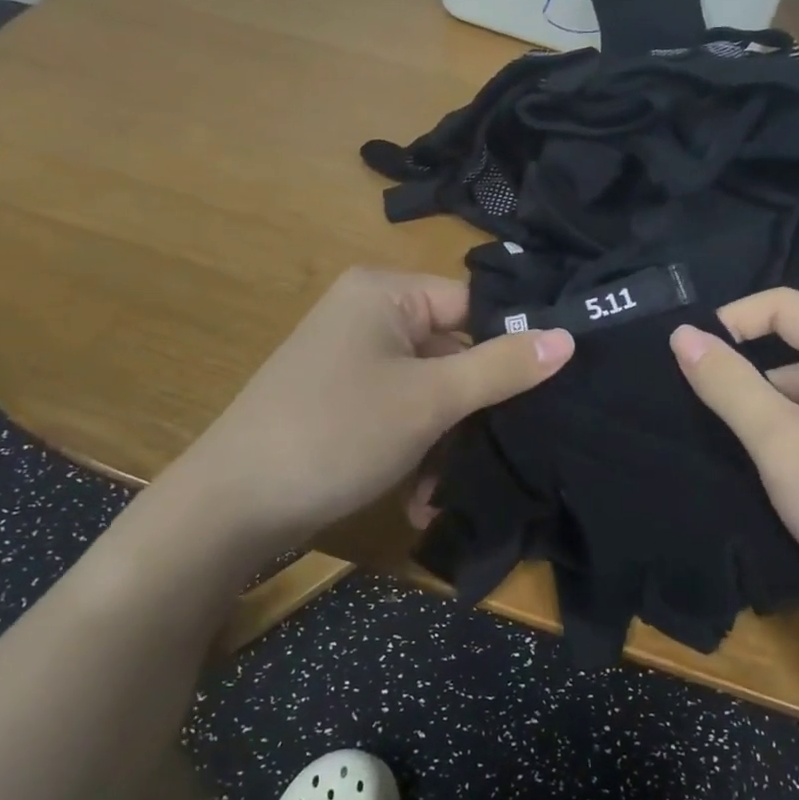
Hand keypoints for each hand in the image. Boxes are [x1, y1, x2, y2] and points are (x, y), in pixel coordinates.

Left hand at [182, 268, 572, 546]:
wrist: (230, 506)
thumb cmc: (337, 433)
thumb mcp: (430, 400)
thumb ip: (501, 367)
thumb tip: (568, 337)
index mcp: (385, 294)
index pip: (473, 306)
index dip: (510, 347)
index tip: (547, 394)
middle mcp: (367, 316)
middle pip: (452, 353)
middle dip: (472, 413)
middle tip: (502, 454)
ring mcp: (351, 361)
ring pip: (428, 393)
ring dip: (443, 444)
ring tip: (441, 494)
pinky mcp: (341, 402)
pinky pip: (398, 414)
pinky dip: (412, 452)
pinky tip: (416, 501)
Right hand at [670, 289, 798, 623]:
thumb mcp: (779, 439)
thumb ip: (727, 383)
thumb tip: (681, 333)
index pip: (780, 305)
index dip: (728, 322)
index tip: (683, 358)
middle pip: (790, 348)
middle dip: (742, 376)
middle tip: (692, 408)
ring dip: (763, 412)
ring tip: (720, 445)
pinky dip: (787, 434)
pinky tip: (761, 466)